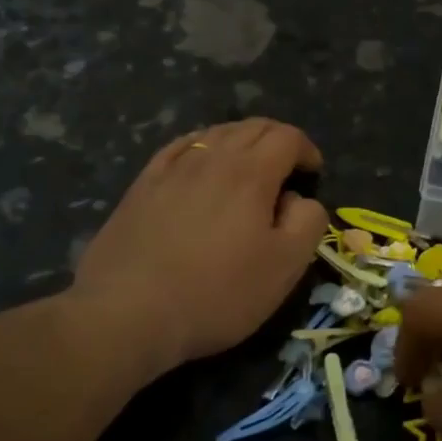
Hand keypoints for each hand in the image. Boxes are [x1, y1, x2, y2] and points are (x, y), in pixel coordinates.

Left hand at [70, 119, 325, 373]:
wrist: (128, 313)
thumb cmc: (217, 293)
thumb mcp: (285, 267)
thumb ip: (307, 222)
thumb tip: (300, 198)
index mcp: (250, 173)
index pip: (286, 137)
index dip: (306, 149)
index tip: (313, 173)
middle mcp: (211, 158)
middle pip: (251, 127)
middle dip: (277, 139)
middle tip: (287, 167)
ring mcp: (171, 169)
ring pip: (214, 133)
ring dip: (241, 141)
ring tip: (248, 167)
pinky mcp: (142, 186)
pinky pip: (178, 148)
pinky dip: (201, 146)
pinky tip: (200, 163)